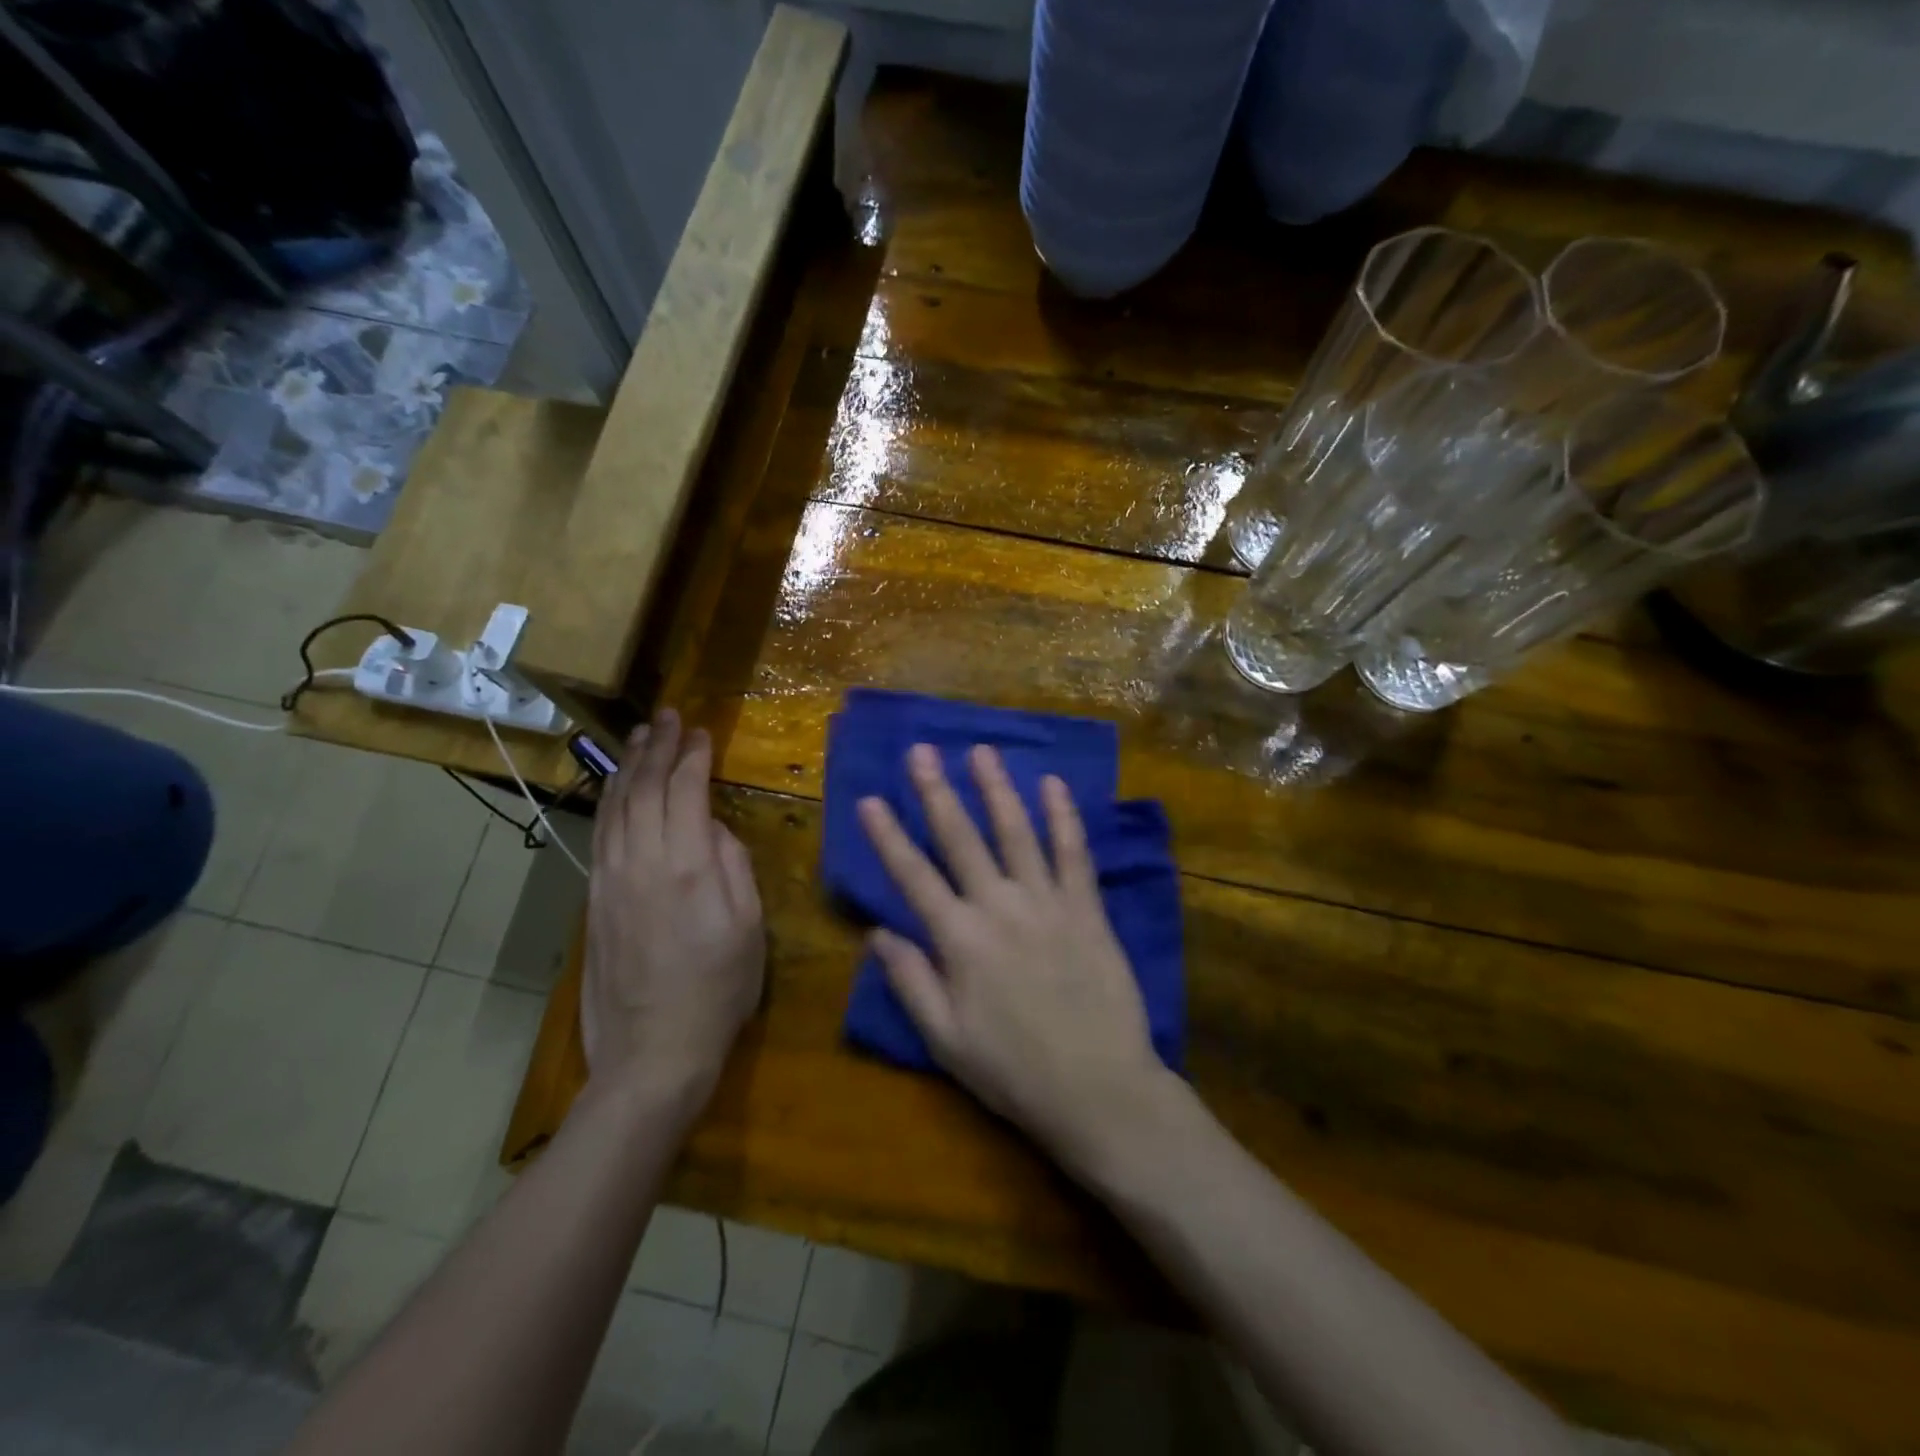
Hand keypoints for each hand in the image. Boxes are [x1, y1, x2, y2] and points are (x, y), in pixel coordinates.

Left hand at [583, 709, 765, 1098]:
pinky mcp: (594, 899)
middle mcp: (641, 862)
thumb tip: (713, 827)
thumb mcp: (749, 928)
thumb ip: (734, 866)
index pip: (685, 791)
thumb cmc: (718, 990)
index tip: (702, 731)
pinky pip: (601, 834)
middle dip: (657, 747)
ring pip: (615, 807)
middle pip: (645, 789)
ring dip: (628, 767)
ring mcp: (610, 880)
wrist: (652, 1052)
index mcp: (687, 866)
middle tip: (666, 716)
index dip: (693, 756)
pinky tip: (618, 789)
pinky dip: (610, 801)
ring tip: (639, 737)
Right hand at [857, 743, 1166, 1168]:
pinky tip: (1053, 784)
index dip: (888, 836)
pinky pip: (1073, 853)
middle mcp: (999, 907)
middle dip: (936, 792)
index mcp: (959, 941)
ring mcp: (1047, 902)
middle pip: (960, 839)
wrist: (1099, 1090)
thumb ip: (910, 982)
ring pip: (1016, 832)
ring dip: (996, 789)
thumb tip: (877, 932)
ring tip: (981, 751)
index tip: (870, 798)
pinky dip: (1063, 816)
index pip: (913, 876)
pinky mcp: (1086, 908)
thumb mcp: (945, 1040)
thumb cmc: (1014, 1072)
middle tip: (920, 751)